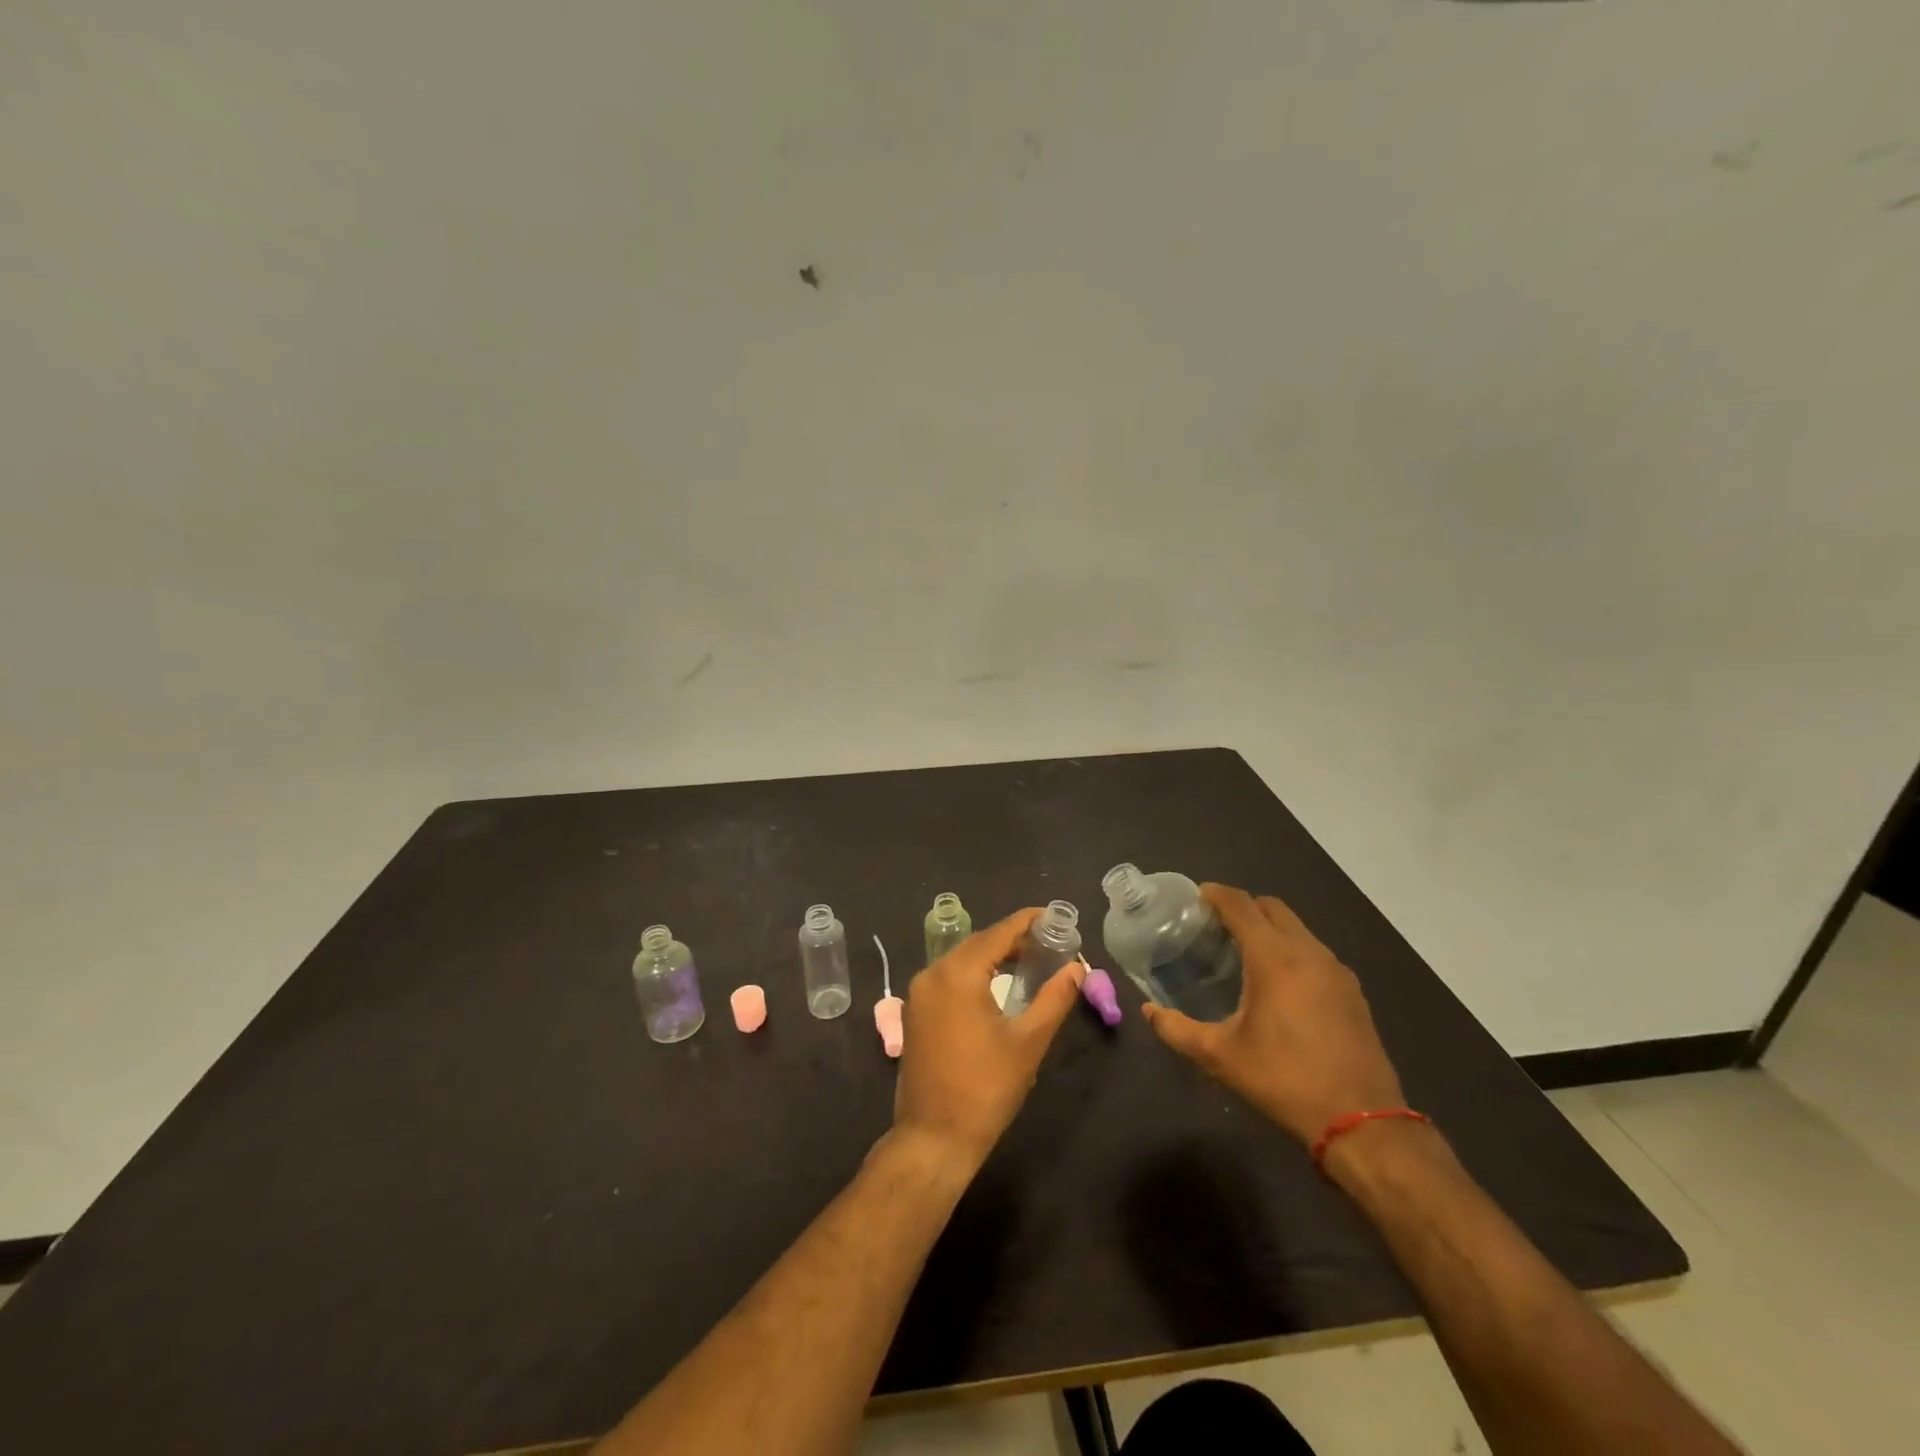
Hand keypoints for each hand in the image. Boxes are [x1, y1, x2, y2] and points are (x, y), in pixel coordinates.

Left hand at [892, 907, 1084, 1173]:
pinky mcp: (916, 1012)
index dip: (1028, 921)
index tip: (1054, 917)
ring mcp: (919, 993)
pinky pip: (948, 977)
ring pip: (962, 959)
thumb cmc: (985, 1089)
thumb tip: (1077, 968)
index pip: (998, 933)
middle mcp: (932, 973)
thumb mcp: (1028, 1042)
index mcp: (958, 974)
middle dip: (1013, 938)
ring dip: (994, 955)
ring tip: (1030, 961)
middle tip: (1049, 942)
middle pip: (978, 943)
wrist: (934, 1137)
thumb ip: (1055, 998)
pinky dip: (975, 973)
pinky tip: (998, 984)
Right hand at [1142, 884, 1404, 1145]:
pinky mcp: (1353, 992)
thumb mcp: (1220, 1057)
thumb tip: (1148, 1012)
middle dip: (1244, 906)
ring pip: (1298, 929)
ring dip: (1270, 928)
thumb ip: (1177, 1030)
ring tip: (1245, 953)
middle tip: (1216, 926)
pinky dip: (1293, 950)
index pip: (1241, 905)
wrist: (1362, 1122)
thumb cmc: (1284, 1080)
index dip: (1217, 894)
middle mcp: (1308, 953)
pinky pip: (1316, 952)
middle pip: (1272, 908)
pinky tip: (1280, 983)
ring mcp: (1336, 971)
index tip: (1197, 896)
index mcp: (1274, 958)